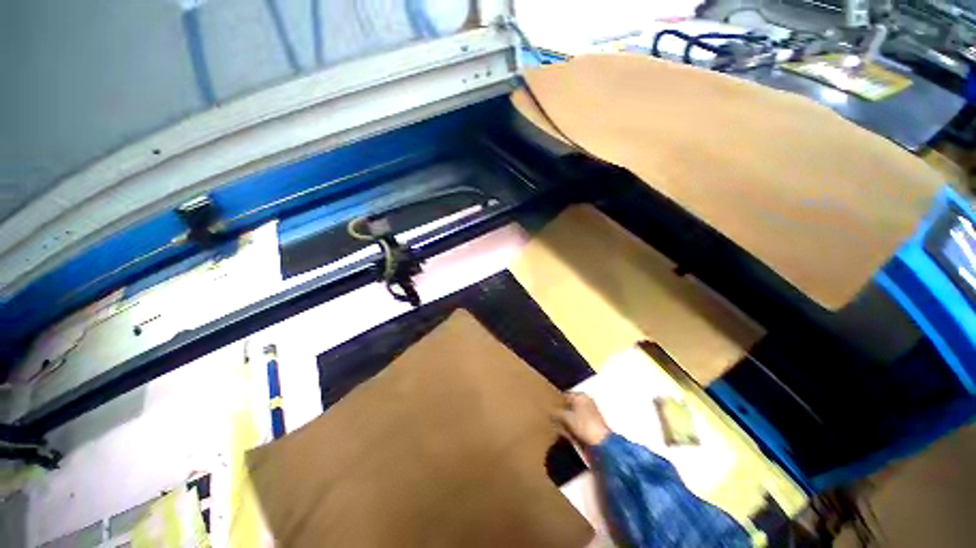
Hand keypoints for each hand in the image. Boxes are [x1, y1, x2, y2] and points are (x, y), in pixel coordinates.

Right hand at [555, 392, 610, 446]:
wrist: (601, 442)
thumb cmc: (583, 424)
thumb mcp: (566, 418)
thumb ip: (557, 413)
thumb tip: (550, 412)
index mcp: (580, 396)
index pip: (564, 395)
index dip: (556, 401)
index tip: (549, 407)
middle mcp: (586, 401)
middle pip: (569, 404)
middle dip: (561, 411)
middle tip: (551, 416)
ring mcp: (590, 412)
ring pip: (574, 413)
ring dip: (566, 419)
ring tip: (557, 425)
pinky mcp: (592, 422)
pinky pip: (579, 421)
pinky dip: (572, 425)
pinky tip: (566, 432)